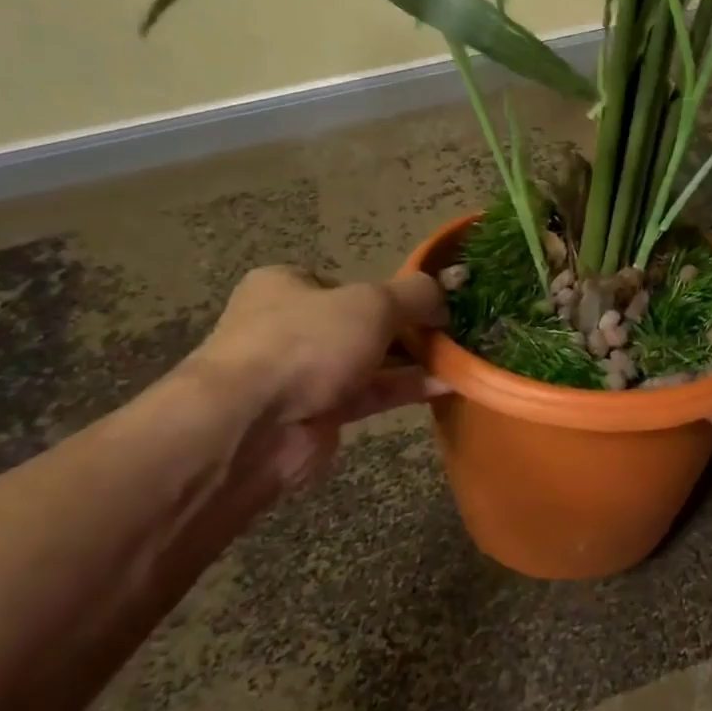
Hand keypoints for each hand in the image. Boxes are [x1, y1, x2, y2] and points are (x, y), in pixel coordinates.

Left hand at [181, 266, 447, 489]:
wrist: (251, 427)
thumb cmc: (307, 344)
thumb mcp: (373, 303)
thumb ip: (416, 294)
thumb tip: (446, 293)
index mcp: (287, 286)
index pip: (348, 284)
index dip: (390, 292)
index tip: (430, 303)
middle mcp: (291, 326)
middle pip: (362, 323)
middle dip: (408, 329)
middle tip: (451, 332)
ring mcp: (303, 373)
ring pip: (370, 361)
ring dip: (412, 361)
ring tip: (459, 358)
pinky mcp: (319, 413)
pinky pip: (371, 395)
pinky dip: (406, 388)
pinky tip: (447, 385)